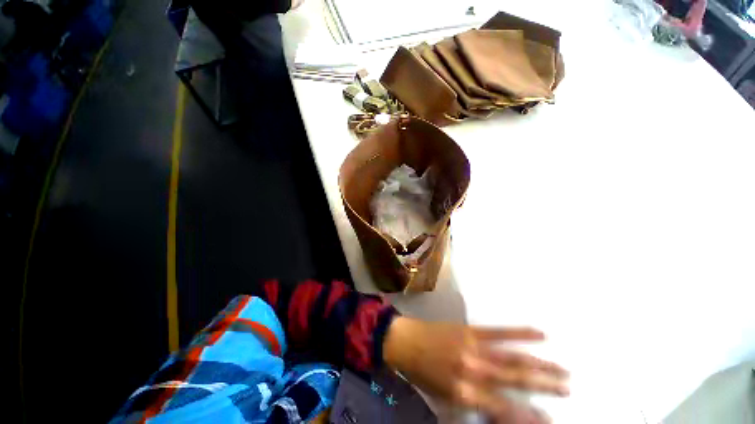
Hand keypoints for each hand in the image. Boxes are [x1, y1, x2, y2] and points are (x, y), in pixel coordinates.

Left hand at [383, 317, 568, 423]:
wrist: (405, 341)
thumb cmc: (422, 373)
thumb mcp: (445, 398)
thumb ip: (474, 404)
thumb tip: (501, 410)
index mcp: (465, 392)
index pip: (504, 409)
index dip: (528, 417)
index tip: (550, 420)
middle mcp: (473, 370)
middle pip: (515, 381)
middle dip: (545, 387)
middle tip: (568, 389)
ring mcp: (473, 347)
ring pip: (513, 358)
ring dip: (540, 365)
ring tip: (563, 371)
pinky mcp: (470, 330)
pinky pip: (498, 332)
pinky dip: (520, 333)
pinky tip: (539, 333)